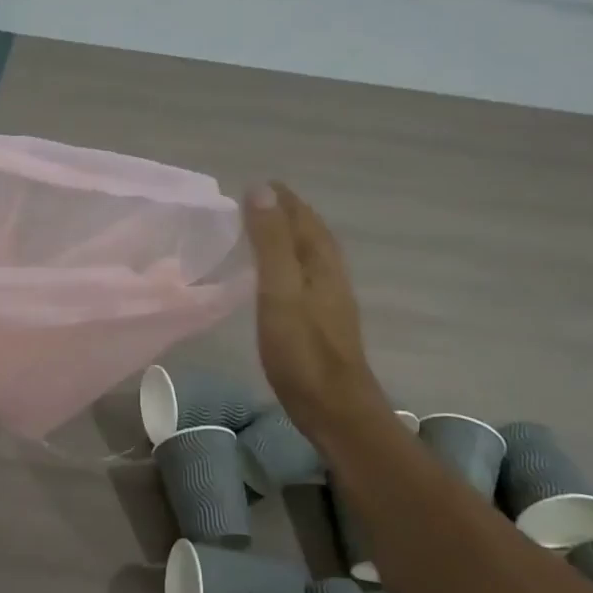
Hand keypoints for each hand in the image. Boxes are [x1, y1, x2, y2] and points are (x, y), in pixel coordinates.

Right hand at [243, 182, 383, 441]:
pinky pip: (306, 275)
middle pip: (311, 233)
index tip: (257, 183)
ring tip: (265, 230)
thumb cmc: (302, 351)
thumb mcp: (279, 291)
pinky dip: (290, 262)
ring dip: (290, 237)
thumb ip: (270, 242)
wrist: (335, 410)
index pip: (303, 218)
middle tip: (258, 201)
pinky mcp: (323, 321)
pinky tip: (278, 276)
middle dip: (288, 213)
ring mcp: (330, 300)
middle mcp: (331, 275)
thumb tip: (261, 189)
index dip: (282, 199)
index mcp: (321, 262)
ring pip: (311, 255)